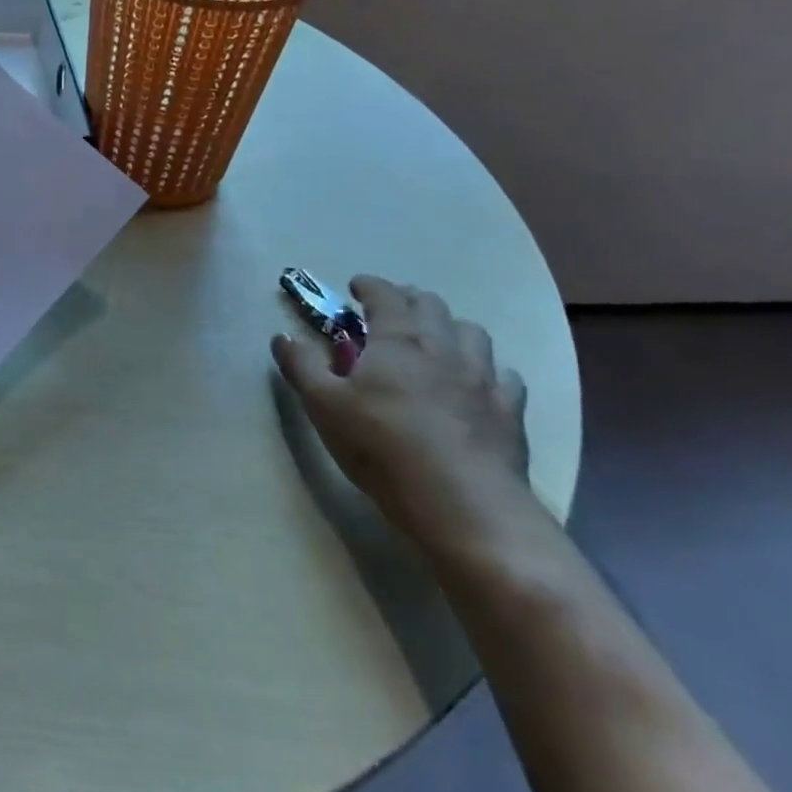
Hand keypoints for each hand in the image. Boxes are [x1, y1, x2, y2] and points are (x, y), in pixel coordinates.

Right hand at [272, 275, 530, 552]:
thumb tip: (282, 336)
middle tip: (390, 313)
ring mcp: (482, 378)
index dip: (369, 286)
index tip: (355, 287)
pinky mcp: (509, 412)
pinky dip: (486, 370)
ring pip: (472, 332)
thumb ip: (301, 365)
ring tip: (434, 342)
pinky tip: (475, 385)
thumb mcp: (323, 406)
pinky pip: (503, 375)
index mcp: (397, 339)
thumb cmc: (382, 447)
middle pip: (431, 305)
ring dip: (450, 327)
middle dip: (408, 300)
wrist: (464, 505)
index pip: (384, 294)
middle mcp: (443, 347)